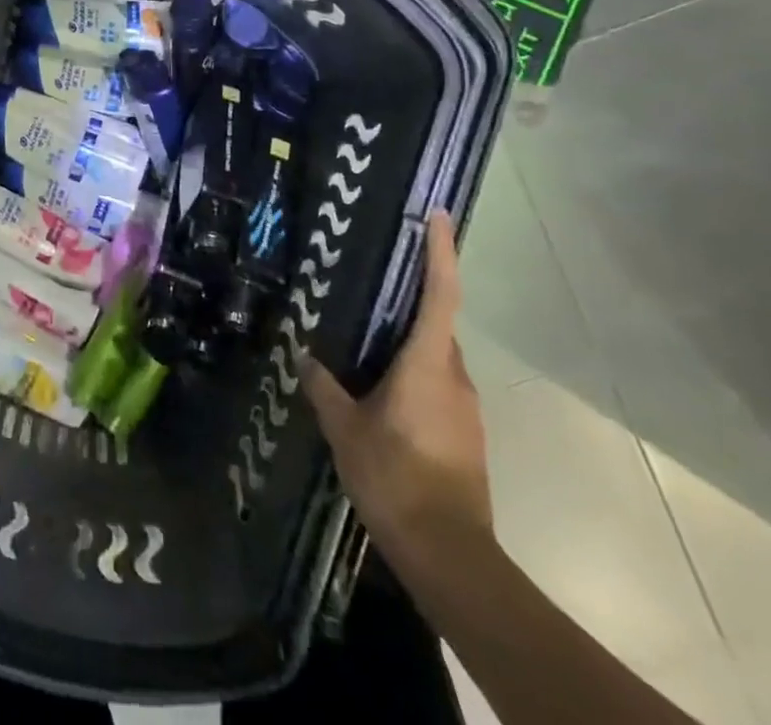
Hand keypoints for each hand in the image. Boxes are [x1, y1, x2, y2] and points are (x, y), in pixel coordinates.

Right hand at [301, 211, 492, 569]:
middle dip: (411, 302)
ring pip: (436, 359)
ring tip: (366, 342)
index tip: (439, 217)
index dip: (442, 252)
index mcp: (428, 364)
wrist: (449, 554)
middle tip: (373, 285)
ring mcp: (465, 409)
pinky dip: (412, 375)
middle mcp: (454, 377)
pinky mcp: (465, 434)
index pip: (441, 294)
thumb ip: (324, 387)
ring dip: (408, 344)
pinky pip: (437, 386)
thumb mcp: (345, 428)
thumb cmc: (395, 477)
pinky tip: (380, 392)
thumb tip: (306, 357)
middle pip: (437, 325)